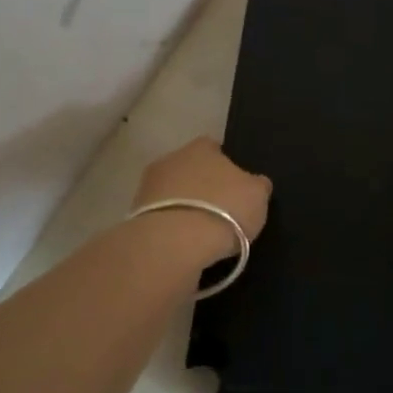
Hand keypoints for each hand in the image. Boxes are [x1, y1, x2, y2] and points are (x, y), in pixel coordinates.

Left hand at [131, 137, 271, 266]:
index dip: (226, 166)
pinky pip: (161, 218)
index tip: (235, 188)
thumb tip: (255, 183)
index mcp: (202, 147)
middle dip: (201, 186)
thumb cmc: (225, 210)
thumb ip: (257, 185)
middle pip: (190, 170)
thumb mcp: (258, 196)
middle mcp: (171, 158)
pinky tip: (183, 245)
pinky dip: (171, 228)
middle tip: (220, 211)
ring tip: (201, 234)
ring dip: (184, 207)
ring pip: (172, 194)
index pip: (215, 148)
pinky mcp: (134, 216)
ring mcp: (148, 187)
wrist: (175, 243)